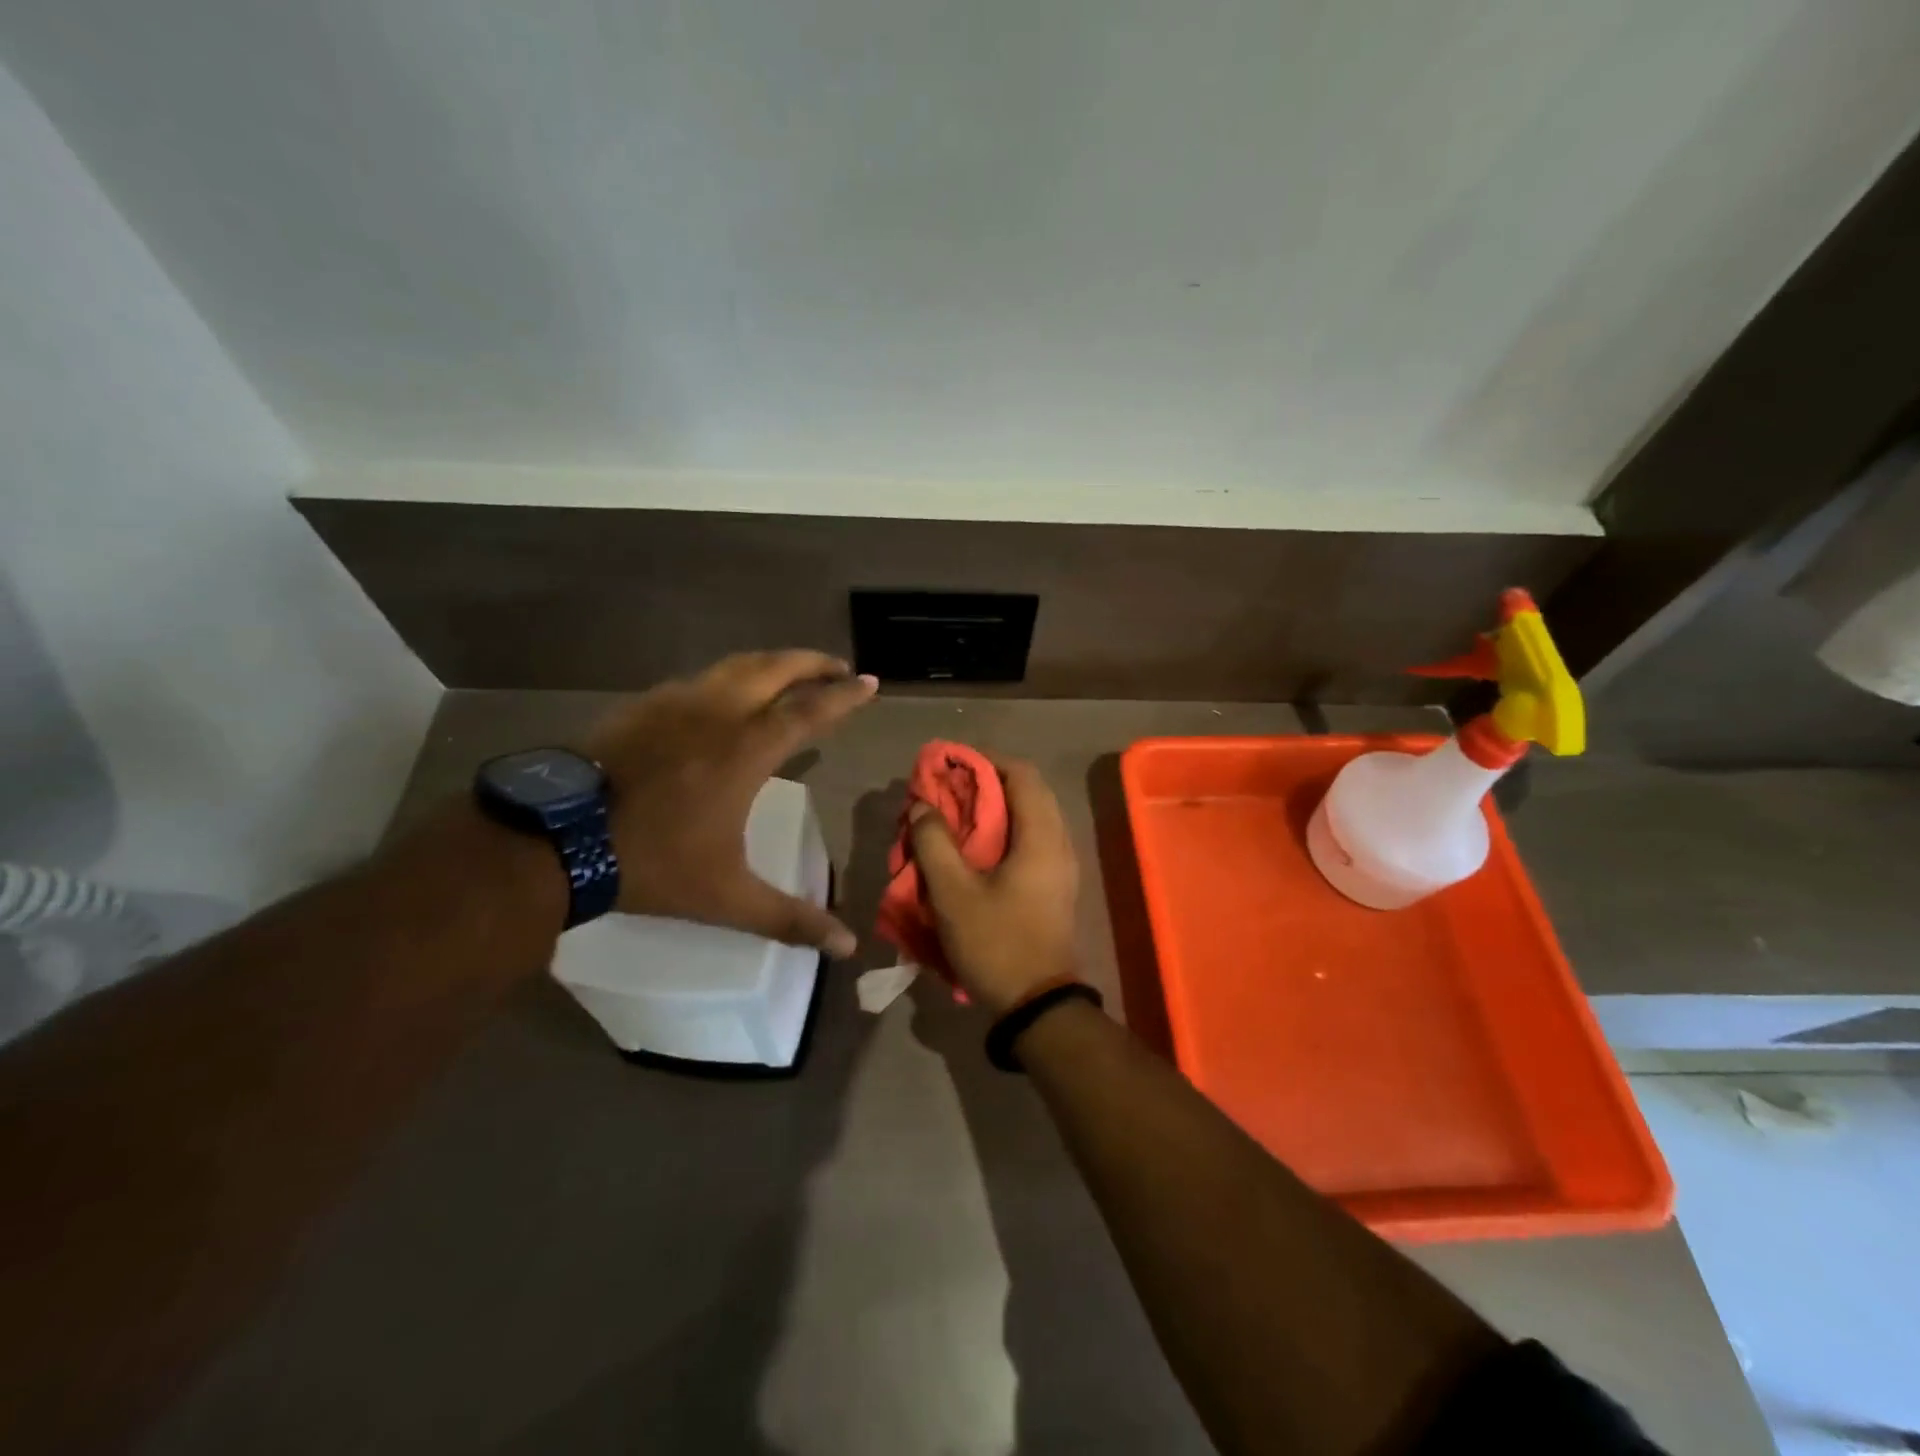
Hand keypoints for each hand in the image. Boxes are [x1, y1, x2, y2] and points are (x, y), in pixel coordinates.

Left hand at [583, 651, 876, 954]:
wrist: (555, 840)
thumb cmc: (652, 862)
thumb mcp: (728, 898)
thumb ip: (791, 919)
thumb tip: (848, 947)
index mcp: (747, 750)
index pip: (809, 710)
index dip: (845, 695)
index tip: (870, 683)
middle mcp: (717, 713)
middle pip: (776, 669)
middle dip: (813, 663)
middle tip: (839, 667)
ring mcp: (676, 703)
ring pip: (736, 665)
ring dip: (773, 664)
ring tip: (792, 673)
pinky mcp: (643, 706)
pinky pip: (700, 679)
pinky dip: (730, 677)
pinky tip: (725, 695)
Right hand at [907, 757, 1080, 1015]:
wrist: (1038, 1005)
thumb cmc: (996, 942)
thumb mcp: (954, 893)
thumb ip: (934, 843)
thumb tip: (923, 807)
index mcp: (1042, 837)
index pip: (1022, 774)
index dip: (986, 762)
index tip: (951, 765)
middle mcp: (1059, 843)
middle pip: (1028, 792)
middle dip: (987, 784)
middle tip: (949, 791)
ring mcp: (1062, 867)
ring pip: (1030, 818)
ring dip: (995, 809)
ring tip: (956, 817)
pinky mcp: (1055, 887)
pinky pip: (1031, 841)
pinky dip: (1004, 832)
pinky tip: (974, 850)